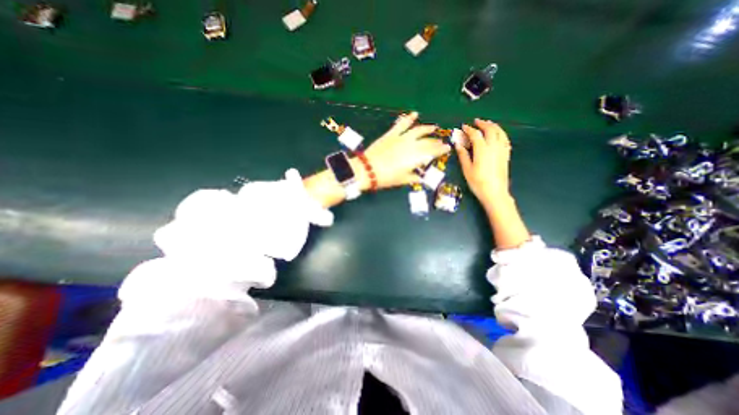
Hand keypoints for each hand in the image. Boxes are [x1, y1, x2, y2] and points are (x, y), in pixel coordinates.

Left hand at [361, 110, 453, 189]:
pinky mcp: (391, 134)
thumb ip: (413, 177)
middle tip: (441, 141)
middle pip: (427, 142)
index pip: (432, 152)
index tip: (447, 148)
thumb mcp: (401, 180)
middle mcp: (411, 146)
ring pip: (418, 130)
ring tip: (434, 127)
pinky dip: (408, 118)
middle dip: (435, 141)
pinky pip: (402, 124)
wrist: (367, 169)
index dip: (440, 150)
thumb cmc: (385, 178)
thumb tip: (421, 178)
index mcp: (415, 158)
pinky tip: (415, 114)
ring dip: (427, 128)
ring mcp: (401, 138)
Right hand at [454, 119, 511, 210]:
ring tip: (488, 124)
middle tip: (476, 121)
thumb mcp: (467, 169)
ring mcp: (502, 150)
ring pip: (500, 132)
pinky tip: (498, 135)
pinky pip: (505, 140)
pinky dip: (501, 134)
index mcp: (482, 150)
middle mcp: (494, 147)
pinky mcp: (506, 155)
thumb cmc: (478, 182)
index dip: (469, 129)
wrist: (495, 192)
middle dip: (483, 124)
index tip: (463, 127)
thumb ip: (463, 155)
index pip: (475, 134)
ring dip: (493, 126)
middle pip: (490, 129)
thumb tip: (458, 144)